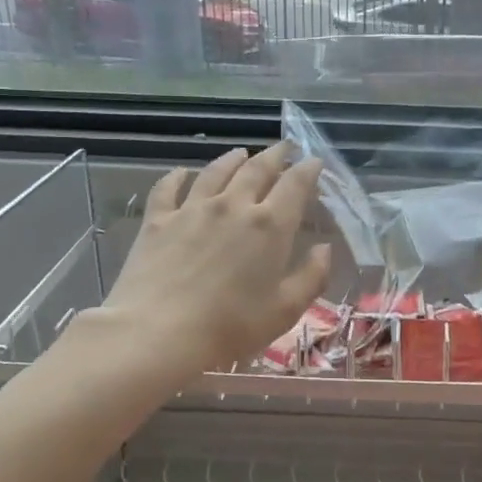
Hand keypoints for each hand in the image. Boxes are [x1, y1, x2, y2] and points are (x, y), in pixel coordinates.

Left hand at [93, 142, 331, 379]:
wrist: (157, 334)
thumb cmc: (229, 328)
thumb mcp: (285, 311)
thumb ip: (311, 277)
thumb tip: (324, 249)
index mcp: (270, 226)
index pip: (295, 185)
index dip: (308, 170)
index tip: (314, 162)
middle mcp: (233, 206)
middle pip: (257, 169)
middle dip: (275, 155)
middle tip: (284, 148)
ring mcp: (192, 209)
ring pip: (216, 171)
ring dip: (232, 159)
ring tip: (241, 153)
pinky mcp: (158, 220)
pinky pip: (168, 187)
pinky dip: (178, 176)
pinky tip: (181, 173)